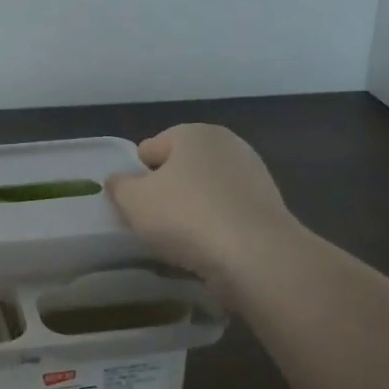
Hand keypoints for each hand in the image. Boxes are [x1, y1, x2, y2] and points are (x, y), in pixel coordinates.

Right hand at [106, 124, 301, 287]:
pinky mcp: (269, 207)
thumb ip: (118, 186)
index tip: (133, 206)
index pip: (149, 150)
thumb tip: (118, 181)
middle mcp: (227, 145)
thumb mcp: (133, 201)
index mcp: (193, 133)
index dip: (135, 178)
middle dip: (165, 193)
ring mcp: (253, 175)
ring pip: (205, 193)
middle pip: (179, 170)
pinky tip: (208, 250)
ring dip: (191, 212)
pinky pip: (227, 214)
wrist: (256, 256)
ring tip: (180, 243)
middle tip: (153, 224)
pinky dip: (216, 228)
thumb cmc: (185, 216)